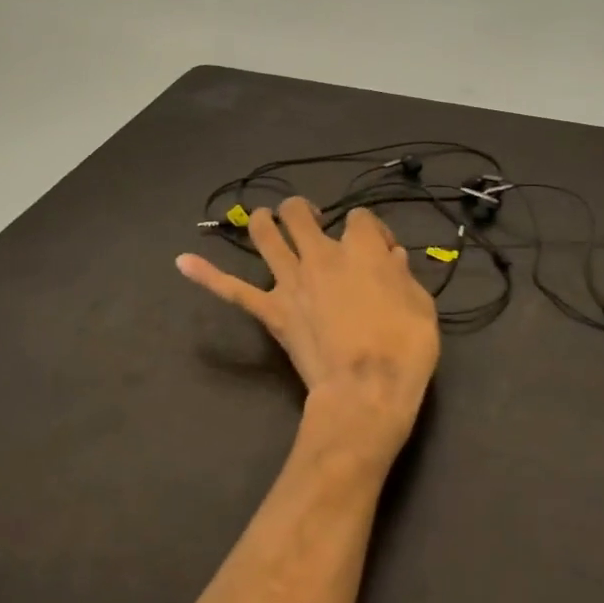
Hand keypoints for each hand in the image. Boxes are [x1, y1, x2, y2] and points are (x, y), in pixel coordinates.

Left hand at [178, 198, 440, 473]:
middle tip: (313, 221)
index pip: (361, 219)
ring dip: (263, 223)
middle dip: (304, 211)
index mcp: (361, 250)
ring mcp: (291, 282)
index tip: (382, 248)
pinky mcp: (271, 311)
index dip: (372, 228)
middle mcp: (320, 255)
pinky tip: (182, 262)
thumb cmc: (403, 348)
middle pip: (301, 214)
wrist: (365, 391)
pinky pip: (233, 290)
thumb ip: (403, 276)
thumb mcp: (420, 306)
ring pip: (266, 237)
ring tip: (266, 219)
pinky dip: (208, 275)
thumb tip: (392, 257)